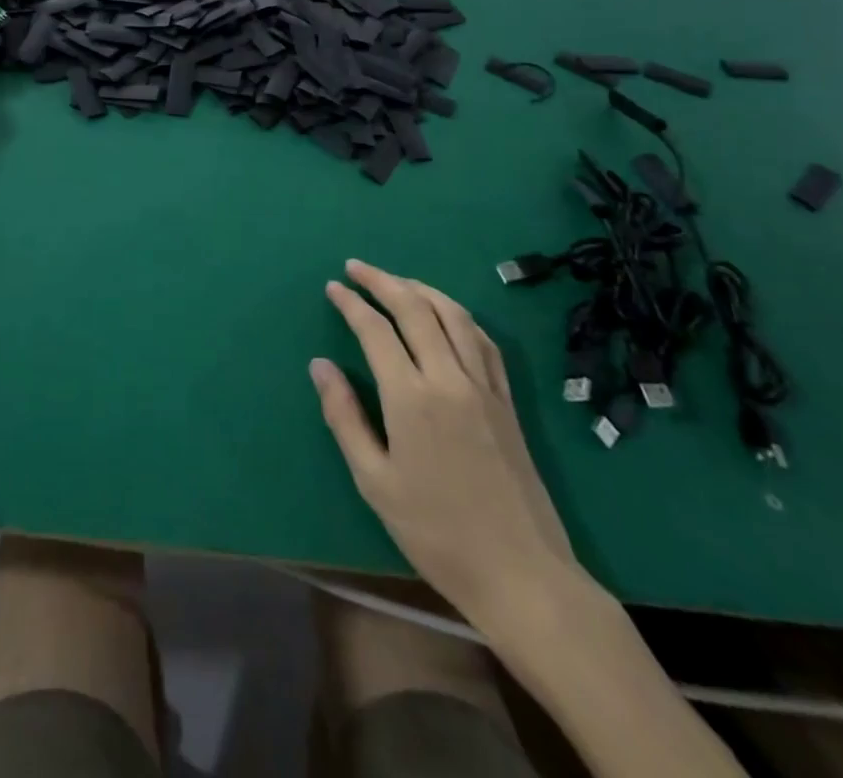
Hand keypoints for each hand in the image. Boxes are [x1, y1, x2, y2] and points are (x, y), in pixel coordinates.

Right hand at [311, 259, 576, 617]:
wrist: (522, 575)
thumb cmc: (436, 532)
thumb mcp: (375, 481)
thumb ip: (344, 417)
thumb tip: (320, 365)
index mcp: (412, 398)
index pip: (376, 331)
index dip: (352, 304)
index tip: (333, 288)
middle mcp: (450, 378)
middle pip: (415, 309)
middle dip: (382, 281)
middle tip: (356, 267)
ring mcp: (484, 387)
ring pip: (453, 316)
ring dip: (421, 289)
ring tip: (396, 281)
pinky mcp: (507, 401)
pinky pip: (482, 340)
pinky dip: (458, 315)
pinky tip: (447, 315)